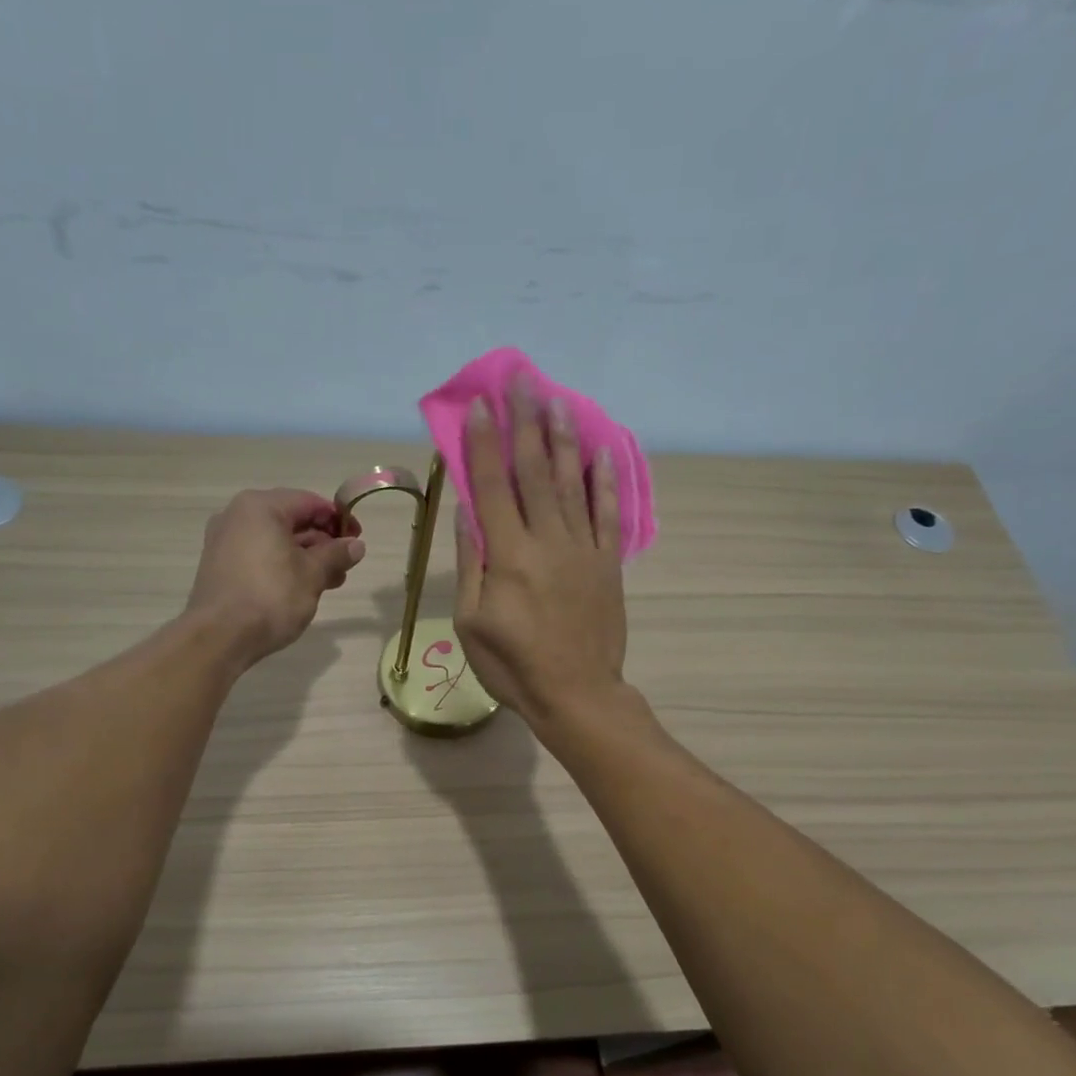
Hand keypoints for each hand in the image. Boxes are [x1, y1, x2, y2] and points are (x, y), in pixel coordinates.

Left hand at [185, 489, 364, 668]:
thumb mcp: (313, 574)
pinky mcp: (221, 565)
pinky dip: (283, 566)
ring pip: (276, 541)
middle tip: (345, 567)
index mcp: (260, 507)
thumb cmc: (271, 596)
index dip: (338, 520)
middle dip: (322, 543)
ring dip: (306, 557)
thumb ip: (336, 554)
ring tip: (330, 582)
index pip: (310, 502)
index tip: (357, 540)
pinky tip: (302, 588)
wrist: (220, 637)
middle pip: (291, 520)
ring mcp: (225, 540)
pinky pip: (260, 555)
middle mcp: (238, 515)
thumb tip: (356, 545)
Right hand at [454, 376, 626, 727]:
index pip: (493, 486)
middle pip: (533, 472)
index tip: (483, 405)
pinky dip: (604, 480)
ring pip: (571, 483)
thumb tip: (467, 512)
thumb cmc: (513, 666)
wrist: (576, 694)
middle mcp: (547, 541)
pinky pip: (608, 514)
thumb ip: (471, 564)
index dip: (486, 443)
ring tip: (557, 399)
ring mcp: (583, 550)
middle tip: (523, 380)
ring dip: (562, 438)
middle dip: (526, 422)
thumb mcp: (471, 622)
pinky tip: (601, 451)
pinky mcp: (608, 563)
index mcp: (508, 556)